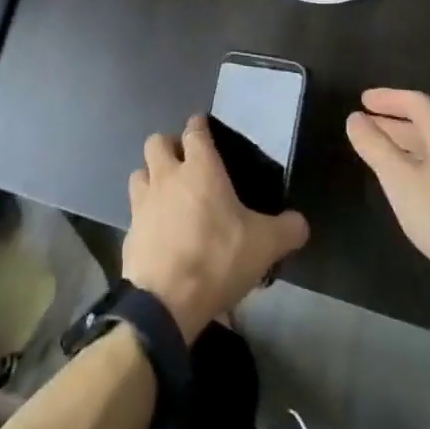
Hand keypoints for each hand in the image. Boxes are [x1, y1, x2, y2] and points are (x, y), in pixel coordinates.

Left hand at [123, 115, 308, 340]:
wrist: (166, 302)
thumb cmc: (217, 259)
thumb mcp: (264, 246)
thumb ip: (287, 230)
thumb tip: (300, 223)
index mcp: (200, 168)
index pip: (195, 131)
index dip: (199, 126)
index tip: (204, 129)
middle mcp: (167, 176)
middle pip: (157, 142)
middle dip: (169, 146)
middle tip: (185, 163)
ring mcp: (143, 202)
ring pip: (140, 172)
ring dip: (151, 176)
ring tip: (167, 193)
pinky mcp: (129, 231)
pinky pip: (135, 210)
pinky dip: (145, 214)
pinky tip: (158, 230)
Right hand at [347, 88, 429, 318]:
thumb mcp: (401, 180)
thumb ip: (376, 147)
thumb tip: (355, 119)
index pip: (416, 103)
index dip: (388, 98)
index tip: (363, 101)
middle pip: (426, 125)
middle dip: (394, 123)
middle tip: (367, 126)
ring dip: (406, 146)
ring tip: (383, 156)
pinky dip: (420, 167)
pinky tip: (412, 189)